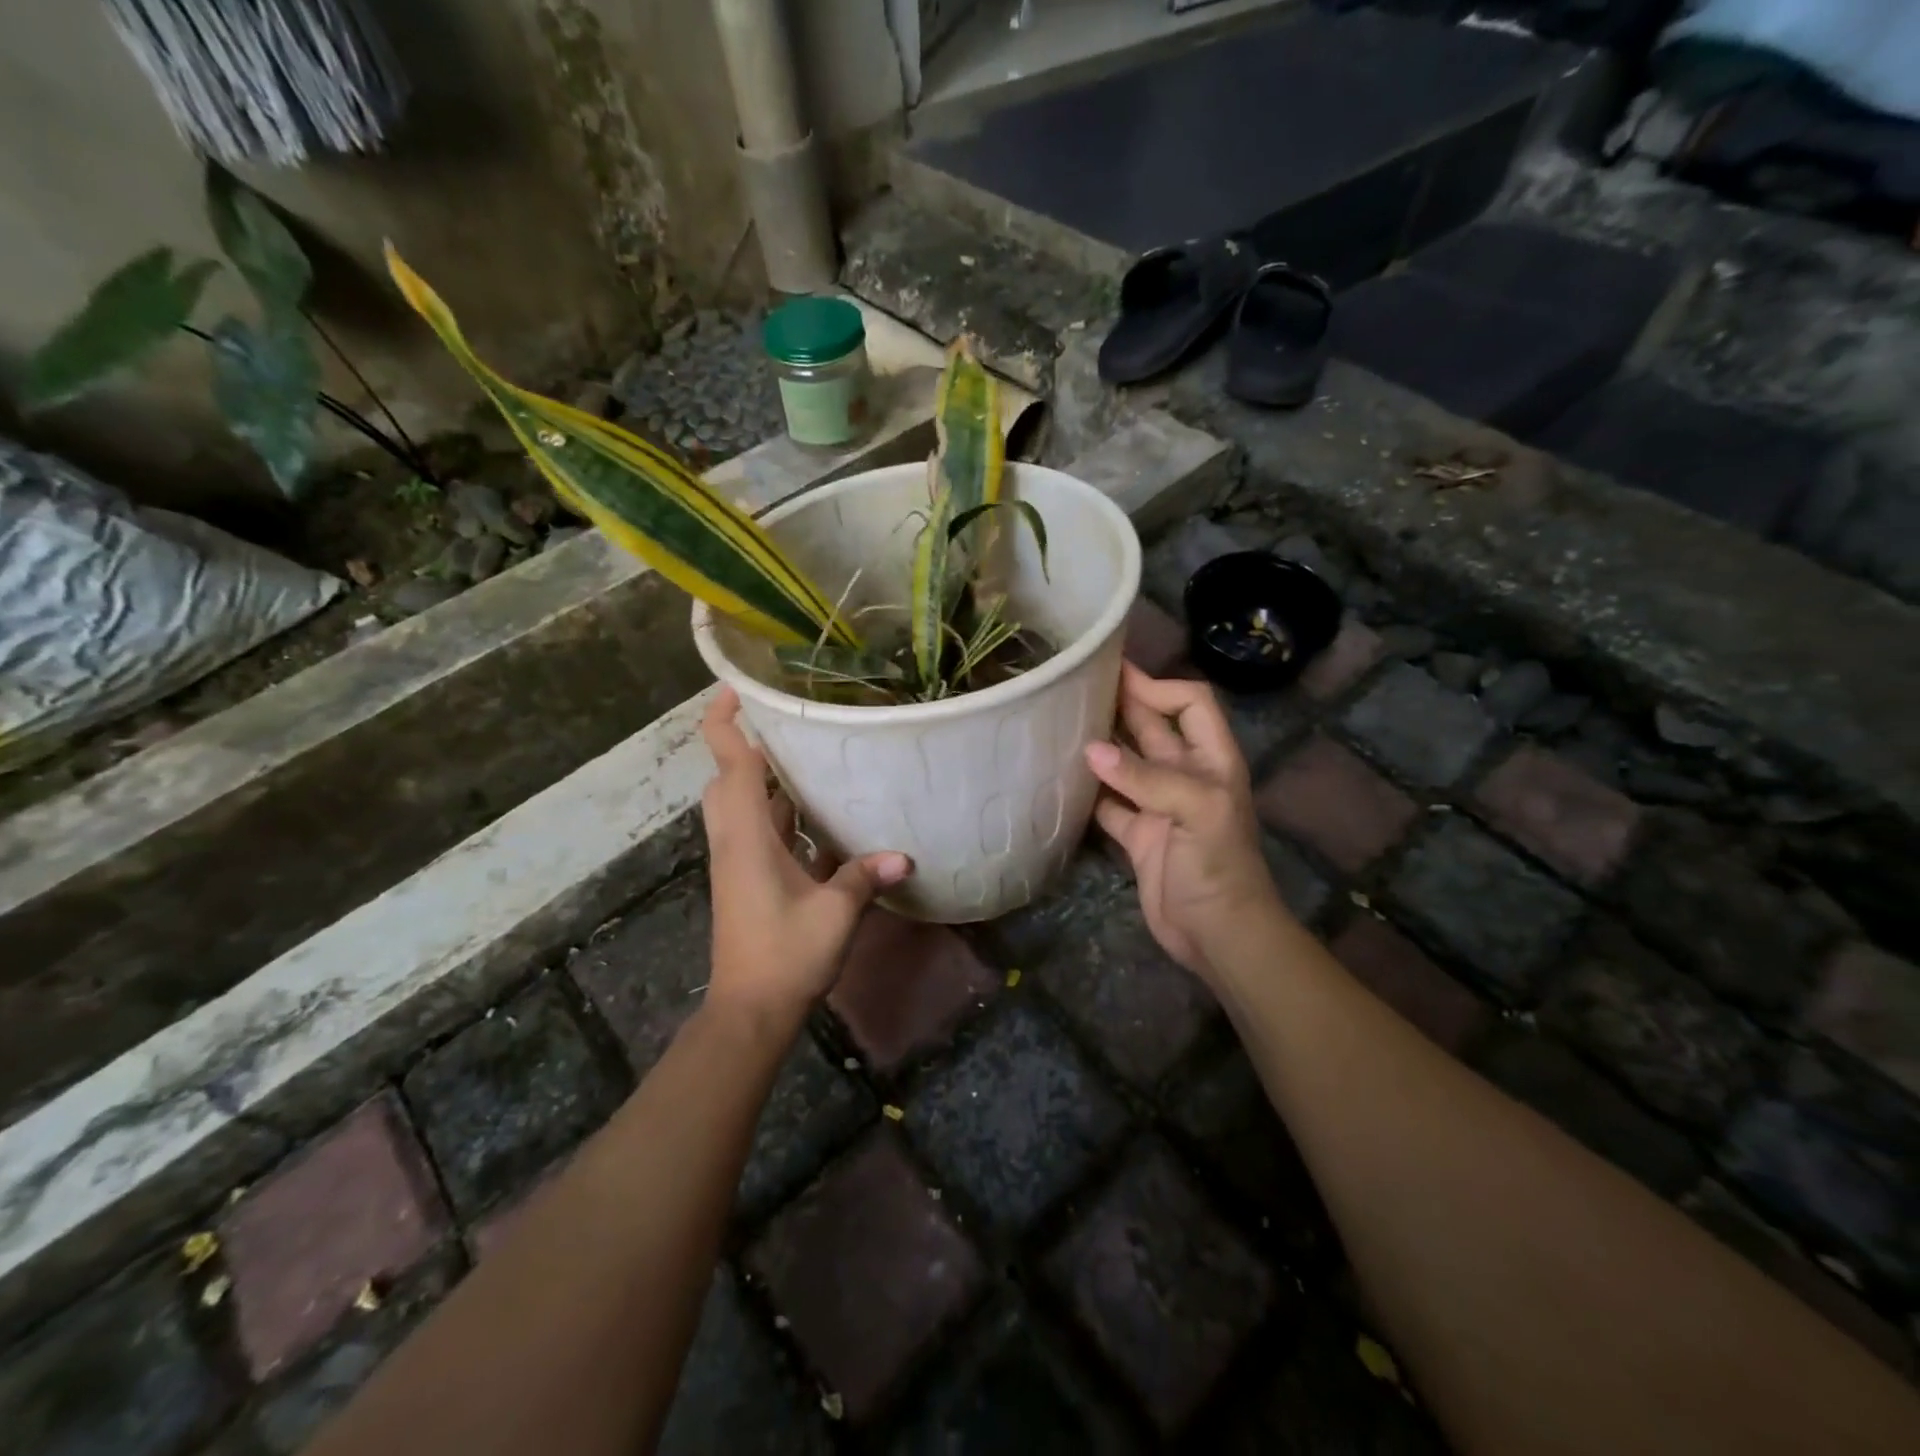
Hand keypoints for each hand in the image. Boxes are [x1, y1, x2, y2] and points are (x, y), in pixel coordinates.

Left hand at [700, 689, 910, 1030]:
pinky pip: (761, 833)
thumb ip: (865, 876)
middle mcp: (736, 841)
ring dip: (768, 782)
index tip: (737, 687)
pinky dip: (782, 816)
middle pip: (729, 780)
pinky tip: (820, 819)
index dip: (726, 721)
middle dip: (749, 747)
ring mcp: (739, 862)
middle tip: (791, 725)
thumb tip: (903, 855)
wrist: (750, 1011)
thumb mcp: (835, 912)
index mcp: (747, 836)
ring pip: (744, 807)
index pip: (730, 764)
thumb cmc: (786, 954)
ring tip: (811, 760)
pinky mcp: (748, 880)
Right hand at [1085, 664, 1283, 981]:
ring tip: (1061, 724)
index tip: (1117, 679)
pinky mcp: (1137, 834)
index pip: (1190, 704)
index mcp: (1211, 760)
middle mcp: (1184, 775)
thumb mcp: (1197, 812)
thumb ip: (1146, 778)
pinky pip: (1108, 802)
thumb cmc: (1219, 867)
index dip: (1159, 687)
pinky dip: (1088, 790)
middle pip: (1152, 727)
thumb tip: (1091, 750)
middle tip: (1076, 685)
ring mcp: (1158, 805)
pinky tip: (1061, 778)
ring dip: (1099, 745)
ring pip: (1125, 763)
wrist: (1218, 934)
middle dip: (1122, 705)